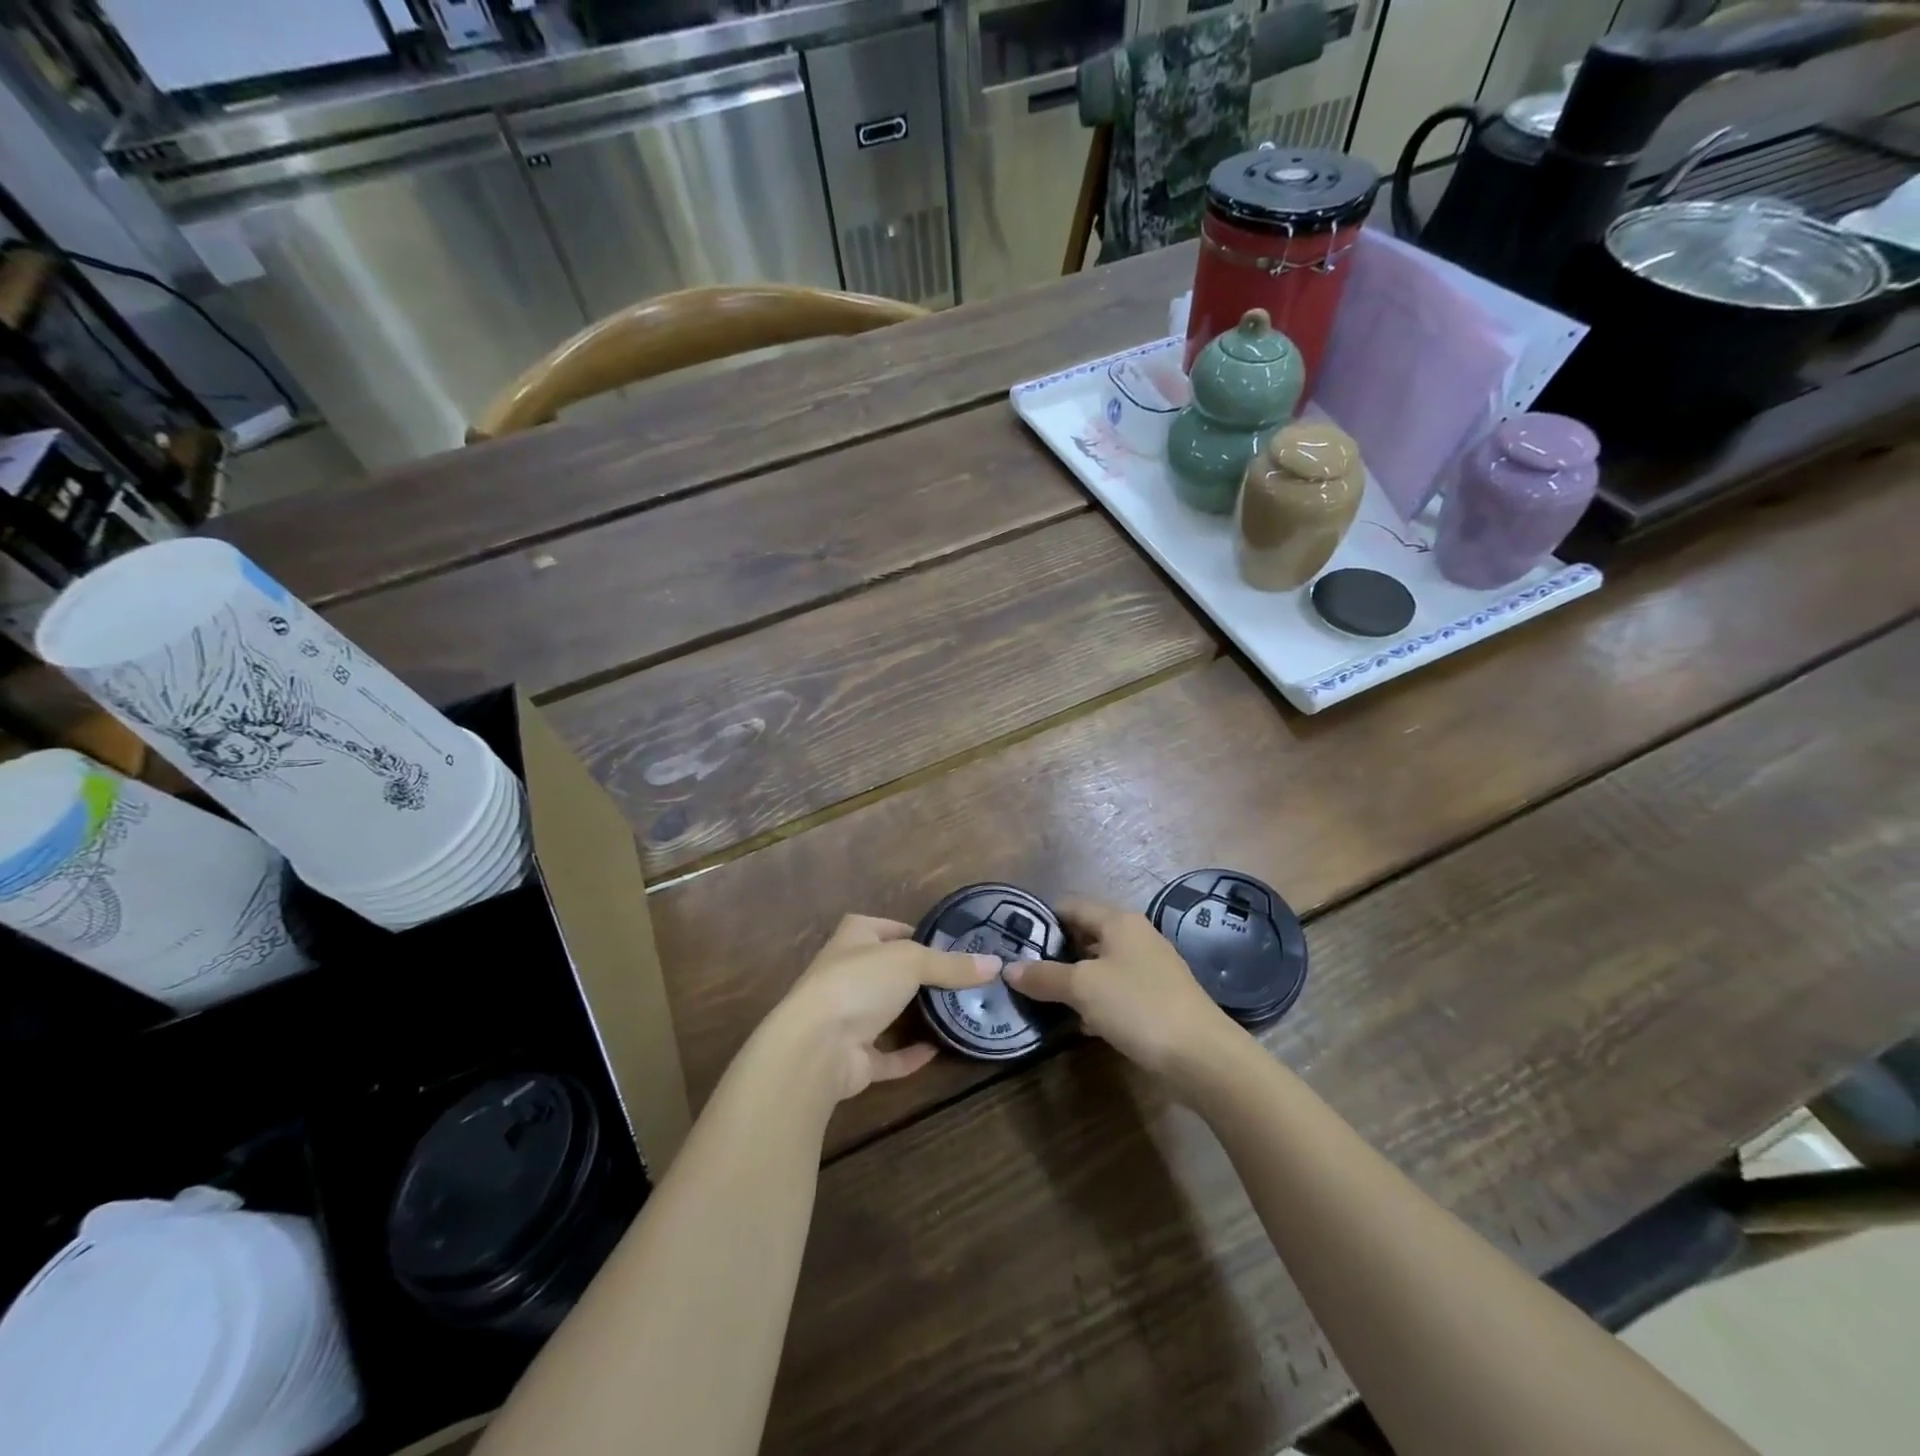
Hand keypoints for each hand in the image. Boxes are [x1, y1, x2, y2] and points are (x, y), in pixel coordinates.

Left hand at [767, 914, 1001, 1102]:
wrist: (816, 1045)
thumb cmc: (860, 983)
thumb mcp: (913, 961)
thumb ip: (952, 965)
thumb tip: (996, 964)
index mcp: (855, 937)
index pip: (889, 928)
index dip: (918, 933)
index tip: (953, 946)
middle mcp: (848, 973)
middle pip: (891, 972)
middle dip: (922, 977)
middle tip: (965, 982)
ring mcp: (848, 1017)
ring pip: (889, 1014)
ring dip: (916, 1016)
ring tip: (958, 1013)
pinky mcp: (853, 1057)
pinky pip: (888, 1054)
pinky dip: (910, 1054)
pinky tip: (939, 1050)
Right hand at [1005, 897, 1240, 1080]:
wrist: (1202, 1055)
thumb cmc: (1138, 1006)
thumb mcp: (1083, 988)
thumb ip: (1044, 976)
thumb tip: (1008, 969)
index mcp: (1119, 921)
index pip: (1071, 906)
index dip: (1042, 920)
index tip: (1015, 941)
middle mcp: (1136, 936)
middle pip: (1086, 935)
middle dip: (1056, 952)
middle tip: (1024, 972)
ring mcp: (1150, 968)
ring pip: (1101, 965)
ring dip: (1075, 980)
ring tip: (1043, 997)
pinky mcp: (1158, 998)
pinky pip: (1117, 990)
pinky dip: (1096, 1000)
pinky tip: (1079, 1021)